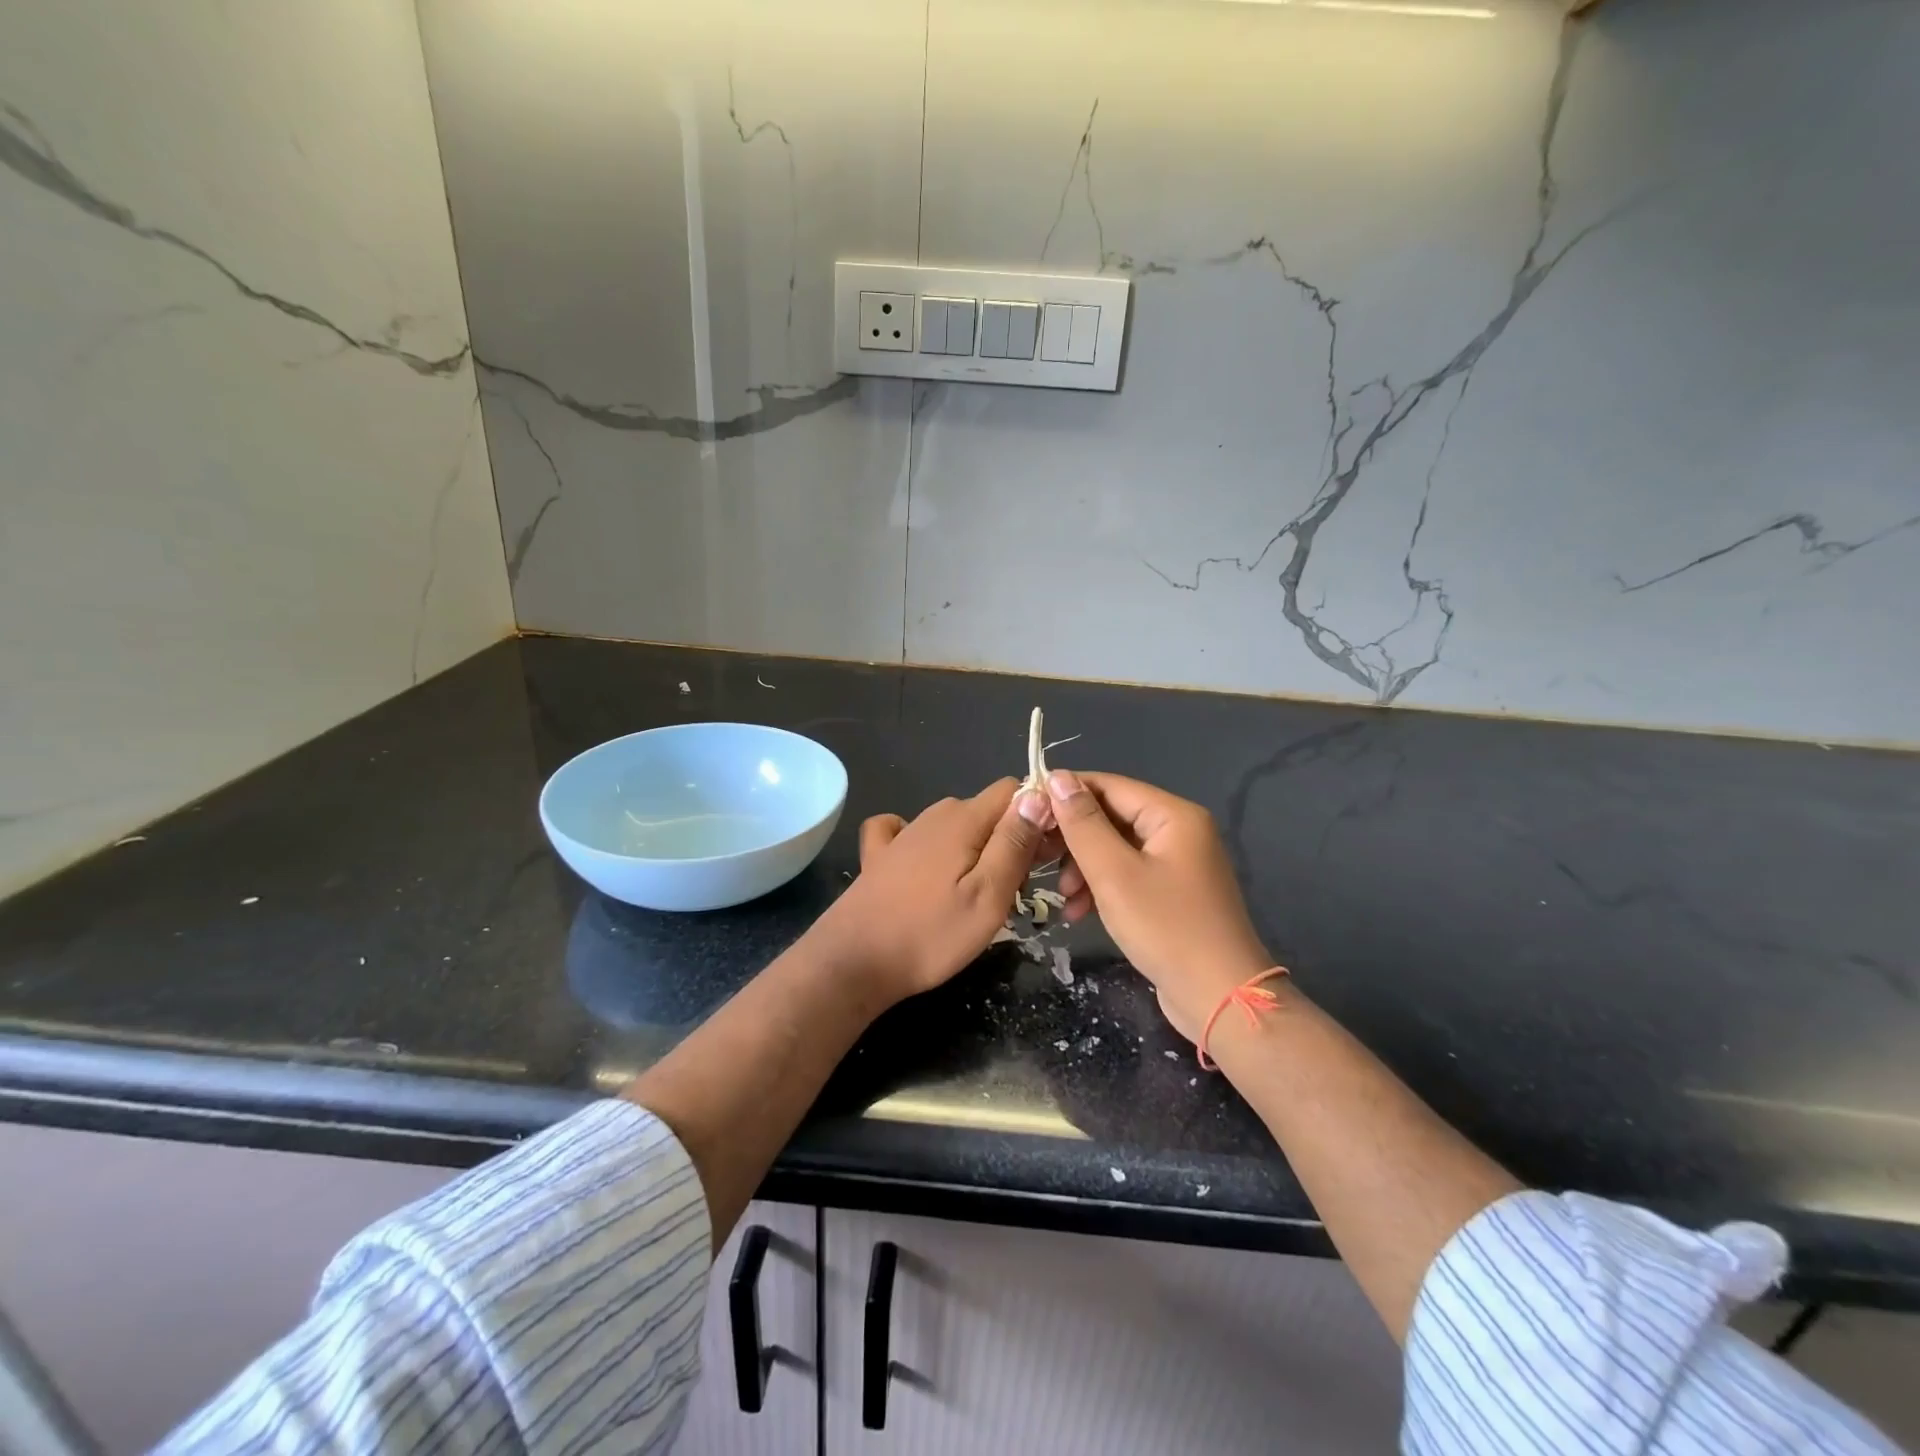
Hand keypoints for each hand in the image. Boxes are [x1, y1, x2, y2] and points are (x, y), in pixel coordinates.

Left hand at [808, 778, 1048, 1004]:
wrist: (854, 962)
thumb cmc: (930, 935)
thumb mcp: (988, 896)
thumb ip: (1015, 843)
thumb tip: (1039, 794)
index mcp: (964, 819)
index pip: (1015, 791)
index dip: (1037, 818)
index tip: (1041, 859)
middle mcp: (934, 815)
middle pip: (988, 811)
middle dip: (1010, 840)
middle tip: (1012, 892)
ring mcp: (903, 833)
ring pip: (957, 826)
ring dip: (976, 851)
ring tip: (975, 897)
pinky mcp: (879, 854)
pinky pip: (911, 833)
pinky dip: (929, 847)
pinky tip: (924, 868)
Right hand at [1045, 770, 1274, 1042]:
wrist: (1220, 998)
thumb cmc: (1166, 928)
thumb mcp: (1115, 873)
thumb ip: (1083, 824)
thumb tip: (1058, 777)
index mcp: (1173, 815)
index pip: (1108, 786)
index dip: (1066, 794)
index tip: (1028, 813)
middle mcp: (1179, 831)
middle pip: (1112, 817)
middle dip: (1074, 839)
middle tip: (1039, 860)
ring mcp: (1178, 864)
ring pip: (1116, 849)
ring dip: (1084, 867)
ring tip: (1064, 896)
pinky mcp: (1172, 893)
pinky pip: (1128, 875)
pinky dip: (1102, 887)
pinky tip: (1079, 912)